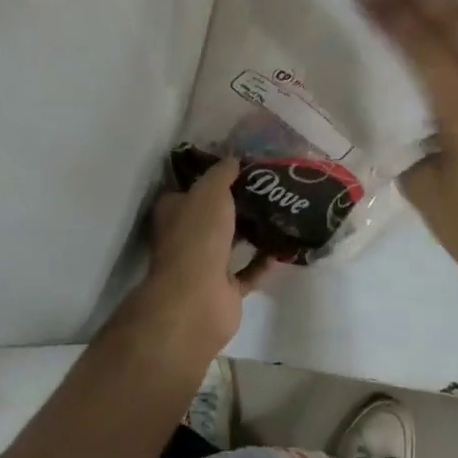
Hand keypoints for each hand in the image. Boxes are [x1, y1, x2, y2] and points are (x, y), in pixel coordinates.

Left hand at [131, 157, 275, 364]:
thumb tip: (234, 159)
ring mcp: (204, 266)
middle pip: (213, 215)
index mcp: (174, 211)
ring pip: (231, 243)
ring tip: (280, 213)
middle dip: (237, 204)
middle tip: (268, 188)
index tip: (240, 166)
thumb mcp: (211, 190)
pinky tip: (282, 247)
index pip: (191, 188)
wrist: (197, 299)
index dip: (212, 177)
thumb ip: (223, 172)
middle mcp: (186, 237)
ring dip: (252, 232)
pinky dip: (263, 261)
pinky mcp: (224, 290)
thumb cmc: (198, 235)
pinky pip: (248, 271)